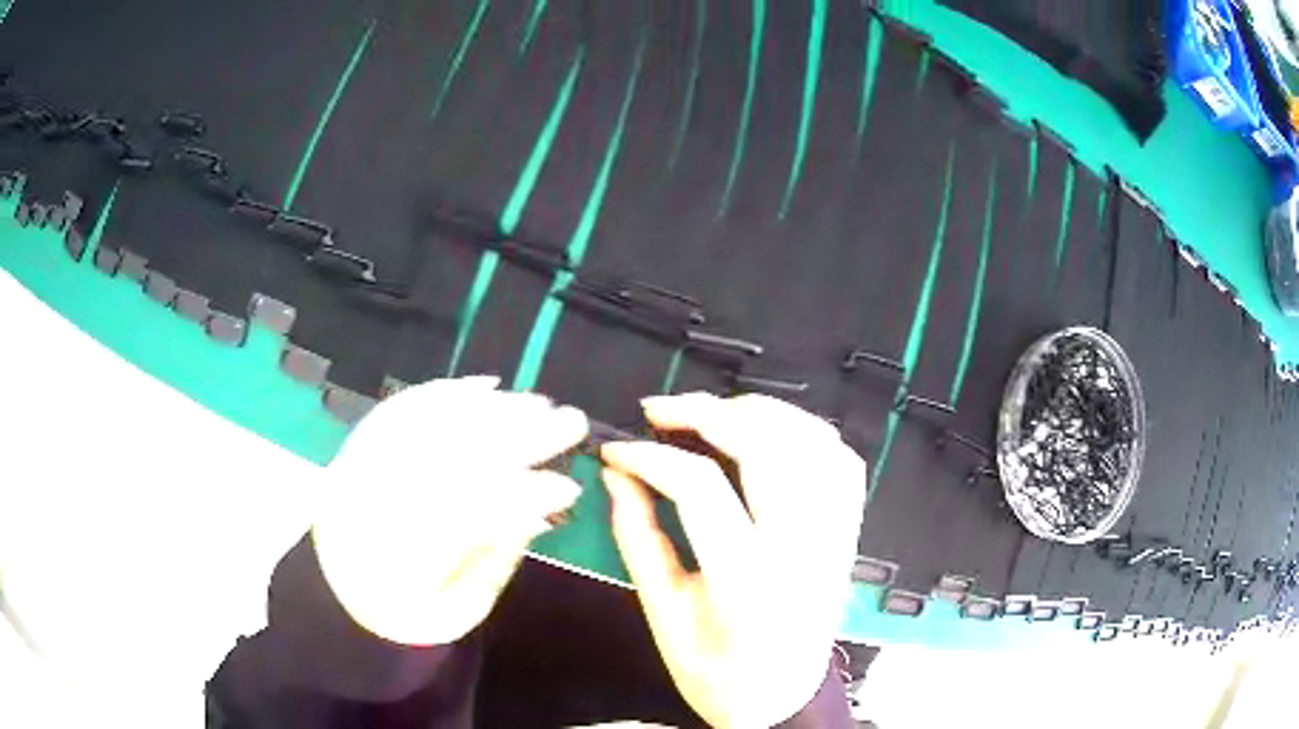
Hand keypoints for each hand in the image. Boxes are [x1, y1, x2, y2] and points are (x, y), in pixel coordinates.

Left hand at [311, 377, 587, 645]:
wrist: (339, 587)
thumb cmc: (405, 607)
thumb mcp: (457, 607)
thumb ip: (494, 561)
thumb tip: (538, 511)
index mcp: (397, 560)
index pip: (467, 514)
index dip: (523, 496)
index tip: (569, 488)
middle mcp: (373, 504)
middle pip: (452, 457)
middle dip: (519, 437)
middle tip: (571, 424)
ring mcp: (359, 467)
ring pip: (429, 425)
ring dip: (492, 409)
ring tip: (541, 403)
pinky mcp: (357, 443)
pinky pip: (403, 407)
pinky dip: (448, 392)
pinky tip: (487, 385)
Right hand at [601, 393, 865, 727]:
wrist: (781, 699)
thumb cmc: (718, 674)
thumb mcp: (664, 617)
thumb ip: (638, 541)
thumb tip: (618, 478)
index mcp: (747, 582)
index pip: (699, 487)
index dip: (650, 457)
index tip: (617, 452)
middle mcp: (801, 550)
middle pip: (766, 447)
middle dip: (706, 413)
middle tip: (662, 410)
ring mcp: (834, 537)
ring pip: (811, 442)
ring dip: (760, 412)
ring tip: (713, 412)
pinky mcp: (847, 534)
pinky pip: (842, 462)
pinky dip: (808, 432)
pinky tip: (774, 432)